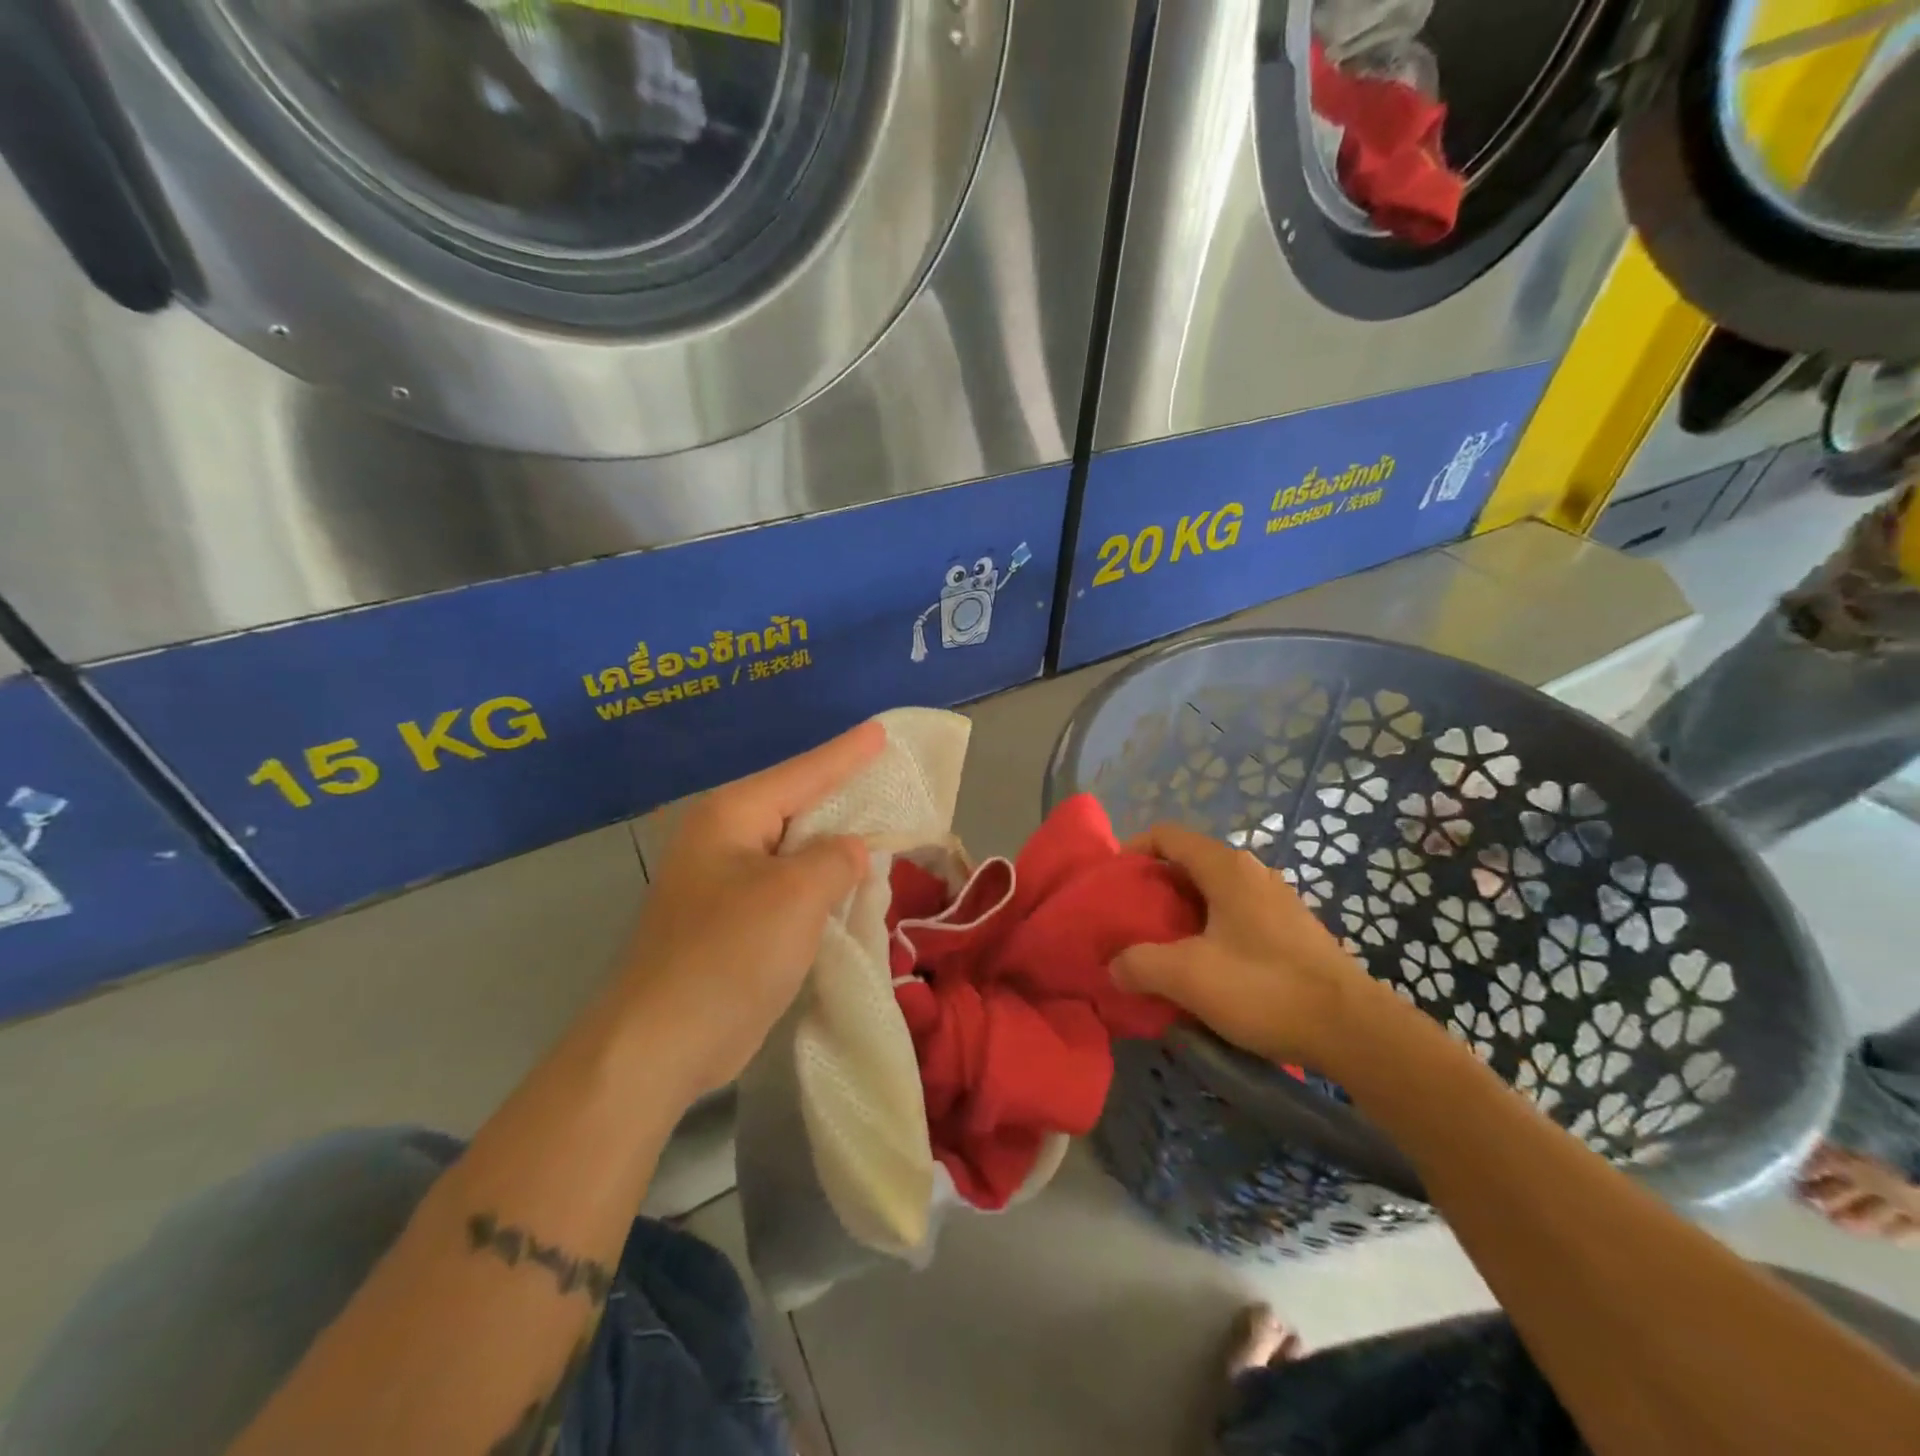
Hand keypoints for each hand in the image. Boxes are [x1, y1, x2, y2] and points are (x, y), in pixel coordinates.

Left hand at [616, 721, 885, 1099]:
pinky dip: (819, 885)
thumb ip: (835, 859)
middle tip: (888, 778)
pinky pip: (786, 887)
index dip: (847, 754)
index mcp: (731, 817)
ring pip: (793, 850)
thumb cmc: (728, 955)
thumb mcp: (796, 896)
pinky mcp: (730, 922)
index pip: (802, 773)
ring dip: (833, 847)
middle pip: (796, 806)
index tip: (881, 731)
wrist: (658, 1046)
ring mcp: (722, 883)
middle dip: (842, 797)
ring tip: (880, 828)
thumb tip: (850, 851)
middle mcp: (722, 840)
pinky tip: (848, 885)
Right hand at [1111, 823, 1391, 1068]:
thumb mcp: (1187, 977)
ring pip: (1214, 891)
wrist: (1353, 1030)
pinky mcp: (1292, 929)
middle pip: (1189, 862)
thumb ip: (1140, 964)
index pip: (1167, 835)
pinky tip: (1206, 966)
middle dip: (1154, 886)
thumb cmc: (1264, 988)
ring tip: (1162, 945)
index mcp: (1226, 868)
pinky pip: (1237, 914)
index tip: (1112, 882)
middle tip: (1130, 920)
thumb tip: (1114, 965)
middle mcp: (1252, 872)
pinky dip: (1210, 928)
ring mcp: (1276, 900)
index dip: (1132, 850)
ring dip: (1182, 911)